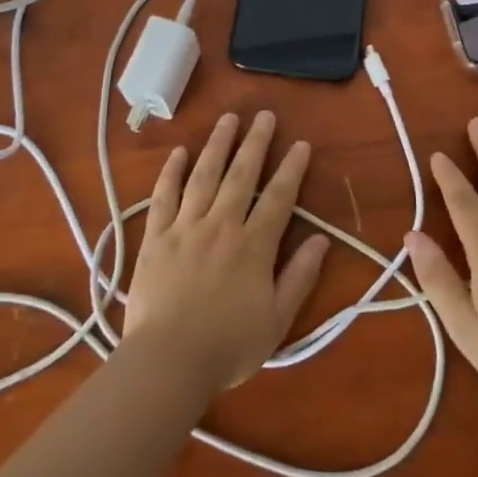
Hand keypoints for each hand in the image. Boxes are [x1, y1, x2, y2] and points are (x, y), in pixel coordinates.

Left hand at [122, 111, 330, 394]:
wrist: (168, 361)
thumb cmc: (228, 346)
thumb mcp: (278, 320)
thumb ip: (300, 276)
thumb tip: (321, 239)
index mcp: (253, 246)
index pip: (278, 197)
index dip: (291, 169)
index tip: (300, 144)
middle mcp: (221, 225)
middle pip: (241, 175)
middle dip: (255, 142)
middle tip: (264, 115)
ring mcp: (185, 227)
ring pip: (204, 175)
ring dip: (217, 144)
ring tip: (228, 119)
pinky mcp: (156, 236)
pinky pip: (163, 196)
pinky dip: (172, 172)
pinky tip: (180, 152)